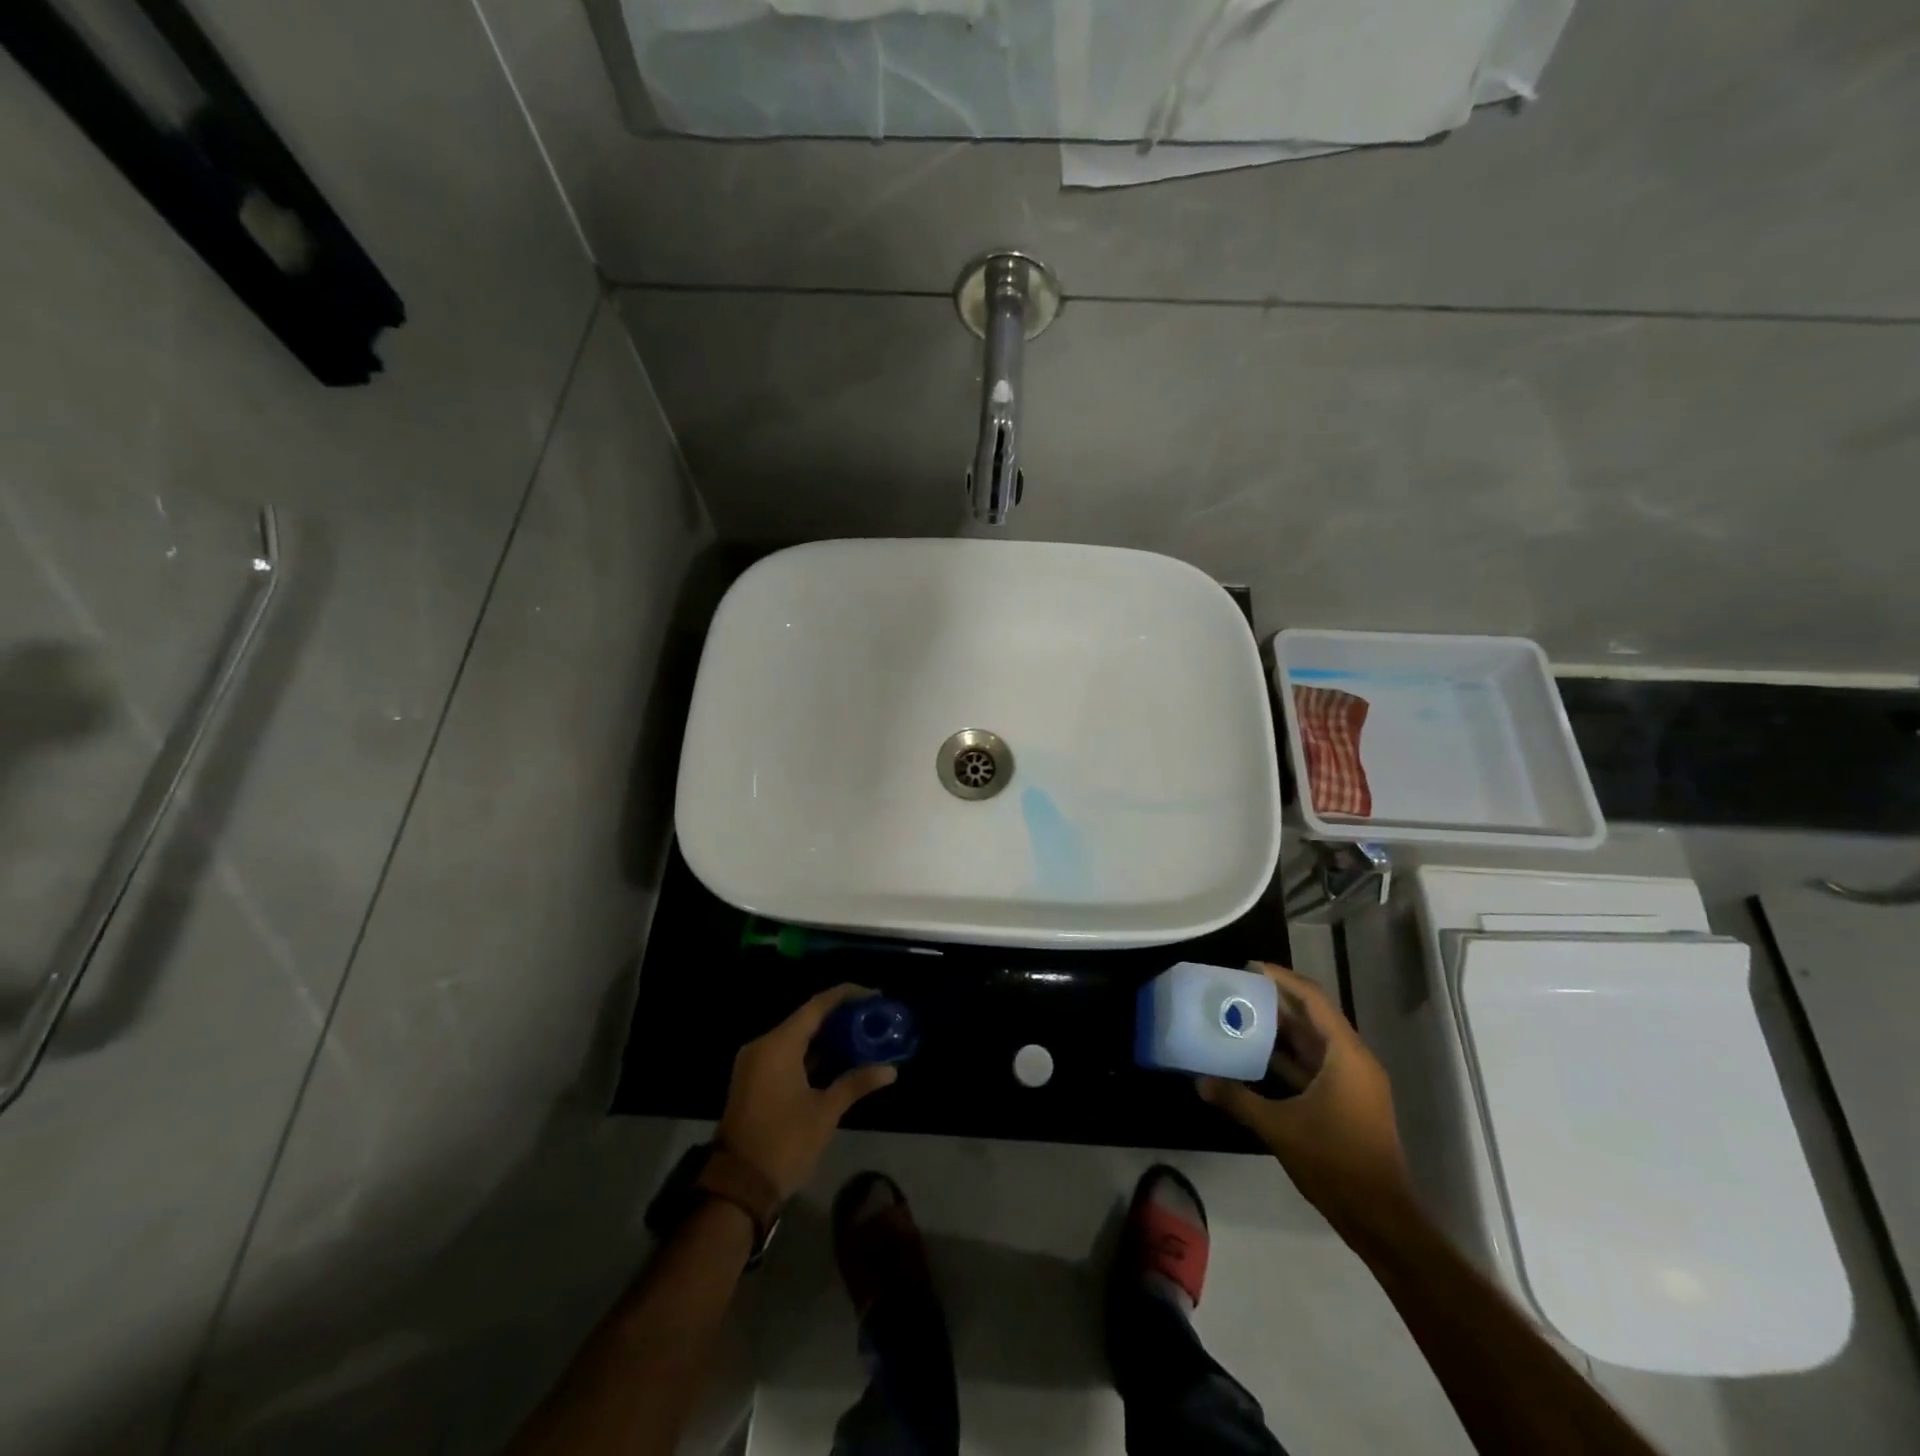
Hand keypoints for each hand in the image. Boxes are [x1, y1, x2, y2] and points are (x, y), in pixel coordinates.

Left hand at [716, 984, 897, 1199]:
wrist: (738, 1188)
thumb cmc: (784, 1143)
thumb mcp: (825, 1112)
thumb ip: (856, 1084)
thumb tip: (891, 1070)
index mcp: (778, 1045)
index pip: (817, 1005)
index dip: (847, 995)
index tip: (875, 995)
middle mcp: (763, 1045)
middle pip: (807, 1018)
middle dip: (840, 1016)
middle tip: (872, 1016)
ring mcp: (755, 1063)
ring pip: (796, 1037)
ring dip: (826, 1036)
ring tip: (861, 1034)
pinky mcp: (754, 1080)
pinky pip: (787, 1053)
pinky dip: (811, 1052)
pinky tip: (838, 1058)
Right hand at [1198, 962, 1414, 1237]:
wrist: (1380, 1217)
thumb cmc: (1334, 1162)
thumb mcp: (1279, 1128)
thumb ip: (1239, 1100)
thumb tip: (1199, 1082)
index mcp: (1345, 1056)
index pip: (1313, 1000)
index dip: (1283, 979)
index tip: (1250, 967)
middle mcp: (1354, 1061)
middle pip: (1315, 1016)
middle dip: (1279, 999)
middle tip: (1240, 987)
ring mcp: (1354, 1082)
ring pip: (1315, 1041)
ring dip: (1283, 1027)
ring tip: (1244, 1012)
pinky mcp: (1349, 1101)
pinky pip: (1317, 1064)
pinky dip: (1290, 1055)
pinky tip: (1260, 1054)